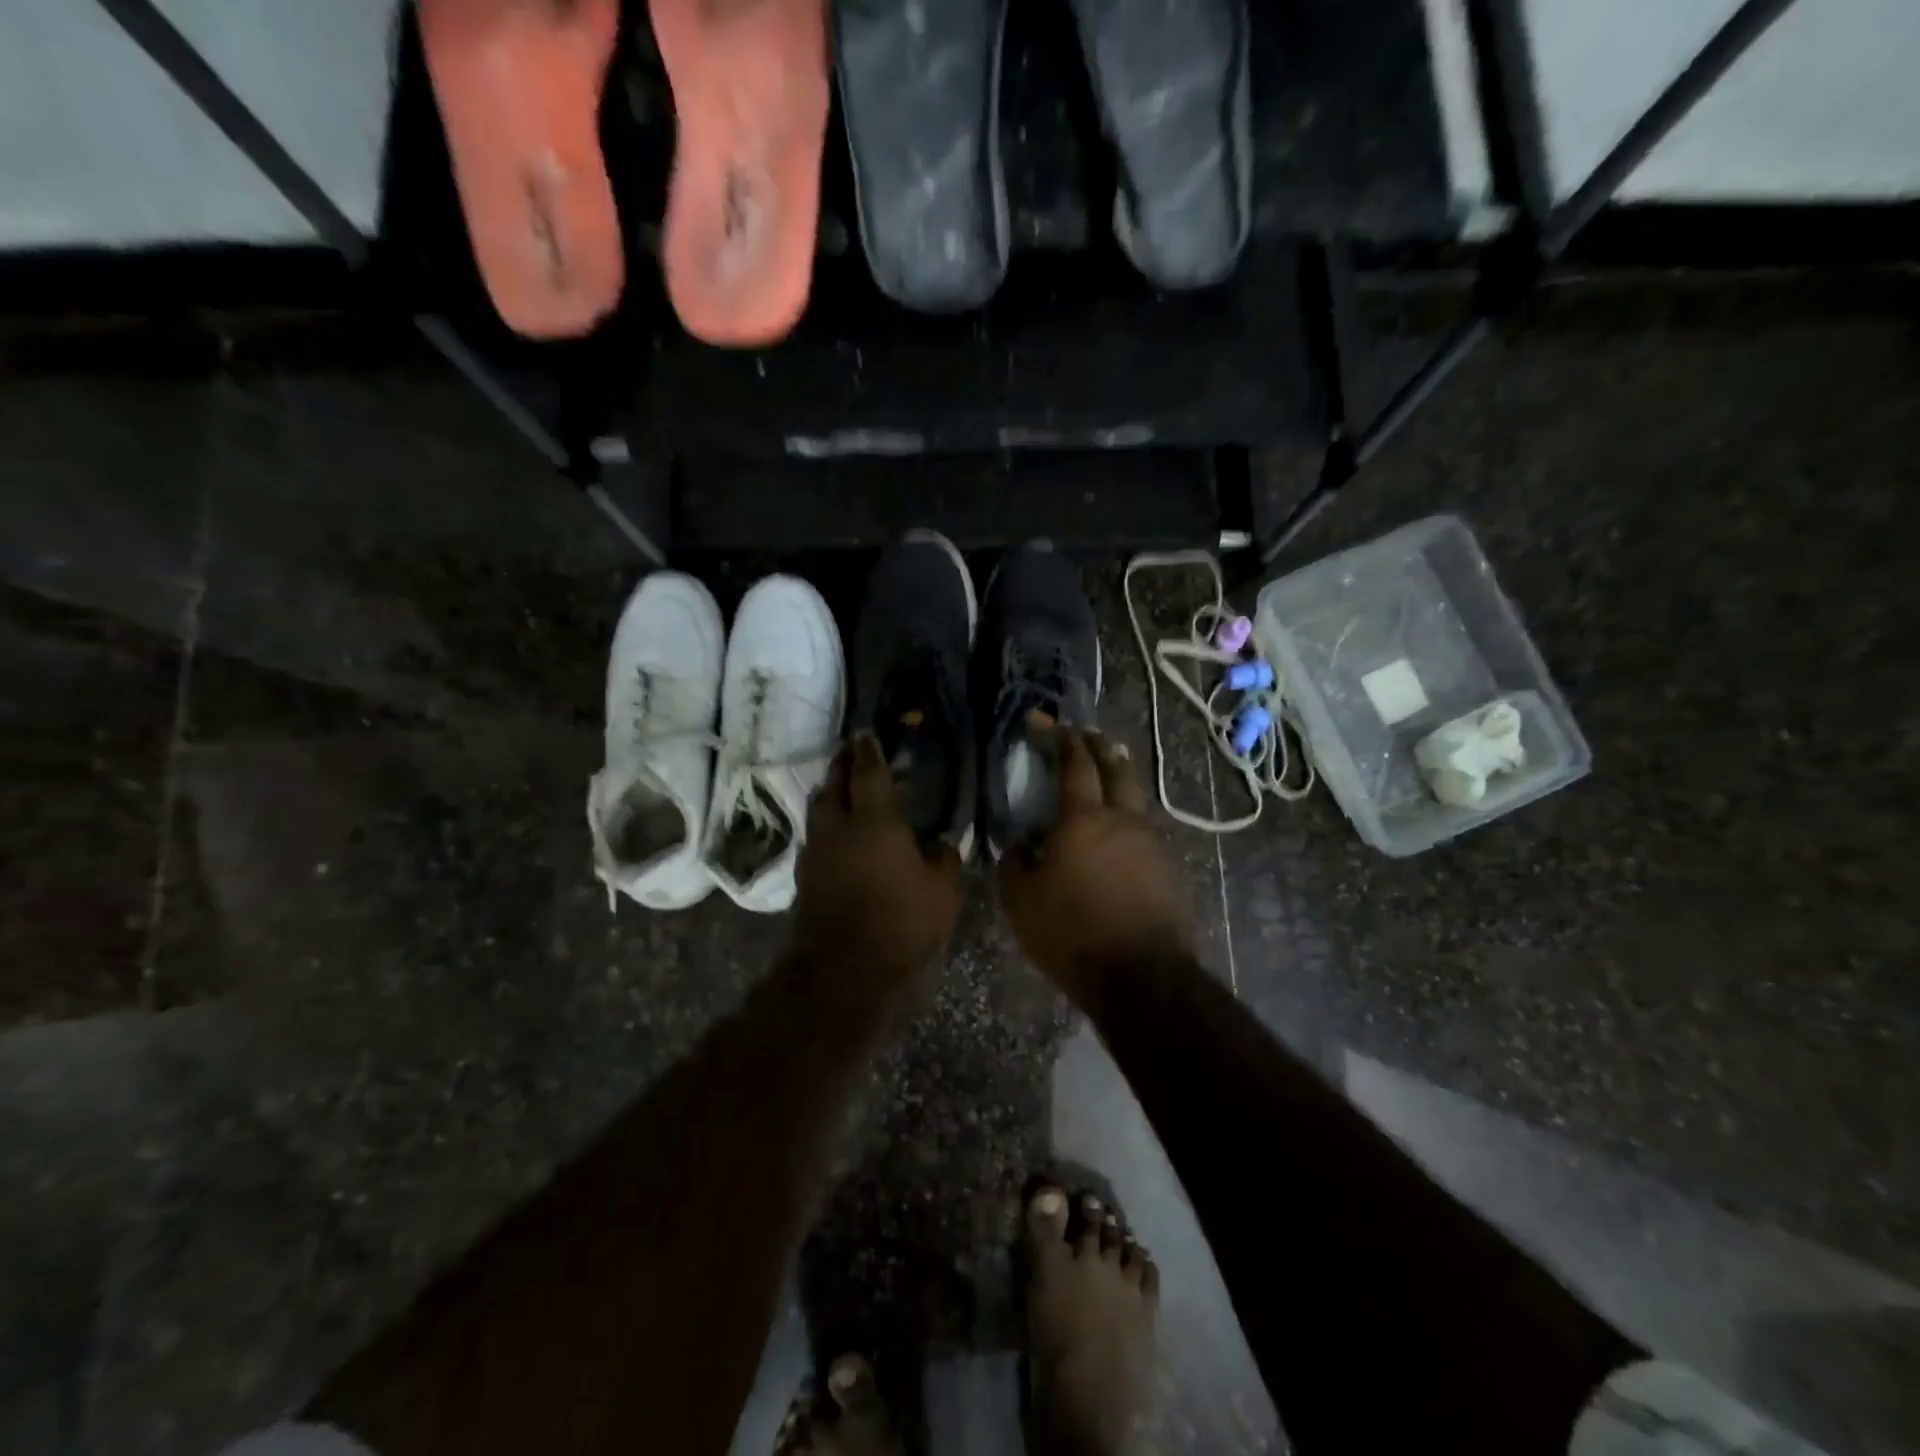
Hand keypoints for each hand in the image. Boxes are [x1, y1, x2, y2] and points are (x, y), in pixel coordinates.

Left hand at [793, 733, 963, 978]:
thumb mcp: (943, 891)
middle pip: (834, 783)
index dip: (868, 751)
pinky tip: (837, 834)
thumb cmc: (901, 923)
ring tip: (841, 788)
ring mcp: (817, 851)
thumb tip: (939, 842)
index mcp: (875, 821)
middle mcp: (839, 827)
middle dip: (842, 765)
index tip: (865, 733)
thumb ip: (943, 858)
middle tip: (851, 753)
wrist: (844, 969)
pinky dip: (825, 824)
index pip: (868, 773)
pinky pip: (815, 836)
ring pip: (819, 809)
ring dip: (830, 792)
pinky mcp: (805, 876)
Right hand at [998, 729, 1193, 1004]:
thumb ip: (1015, 864)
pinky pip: (1145, 828)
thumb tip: (1020, 845)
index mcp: (1083, 820)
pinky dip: (1130, 815)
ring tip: (1110, 772)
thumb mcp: (1021, 902)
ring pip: (1136, 797)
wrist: (1141, 975)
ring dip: (1121, 778)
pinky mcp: (1167, 868)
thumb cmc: (1071, 933)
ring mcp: (1150, 843)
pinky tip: (1122, 828)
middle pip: (1116, 770)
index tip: (1057, 726)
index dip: (1065, 743)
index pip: (1075, 767)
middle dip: (1101, 748)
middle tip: (1089, 736)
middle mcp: (1122, 820)